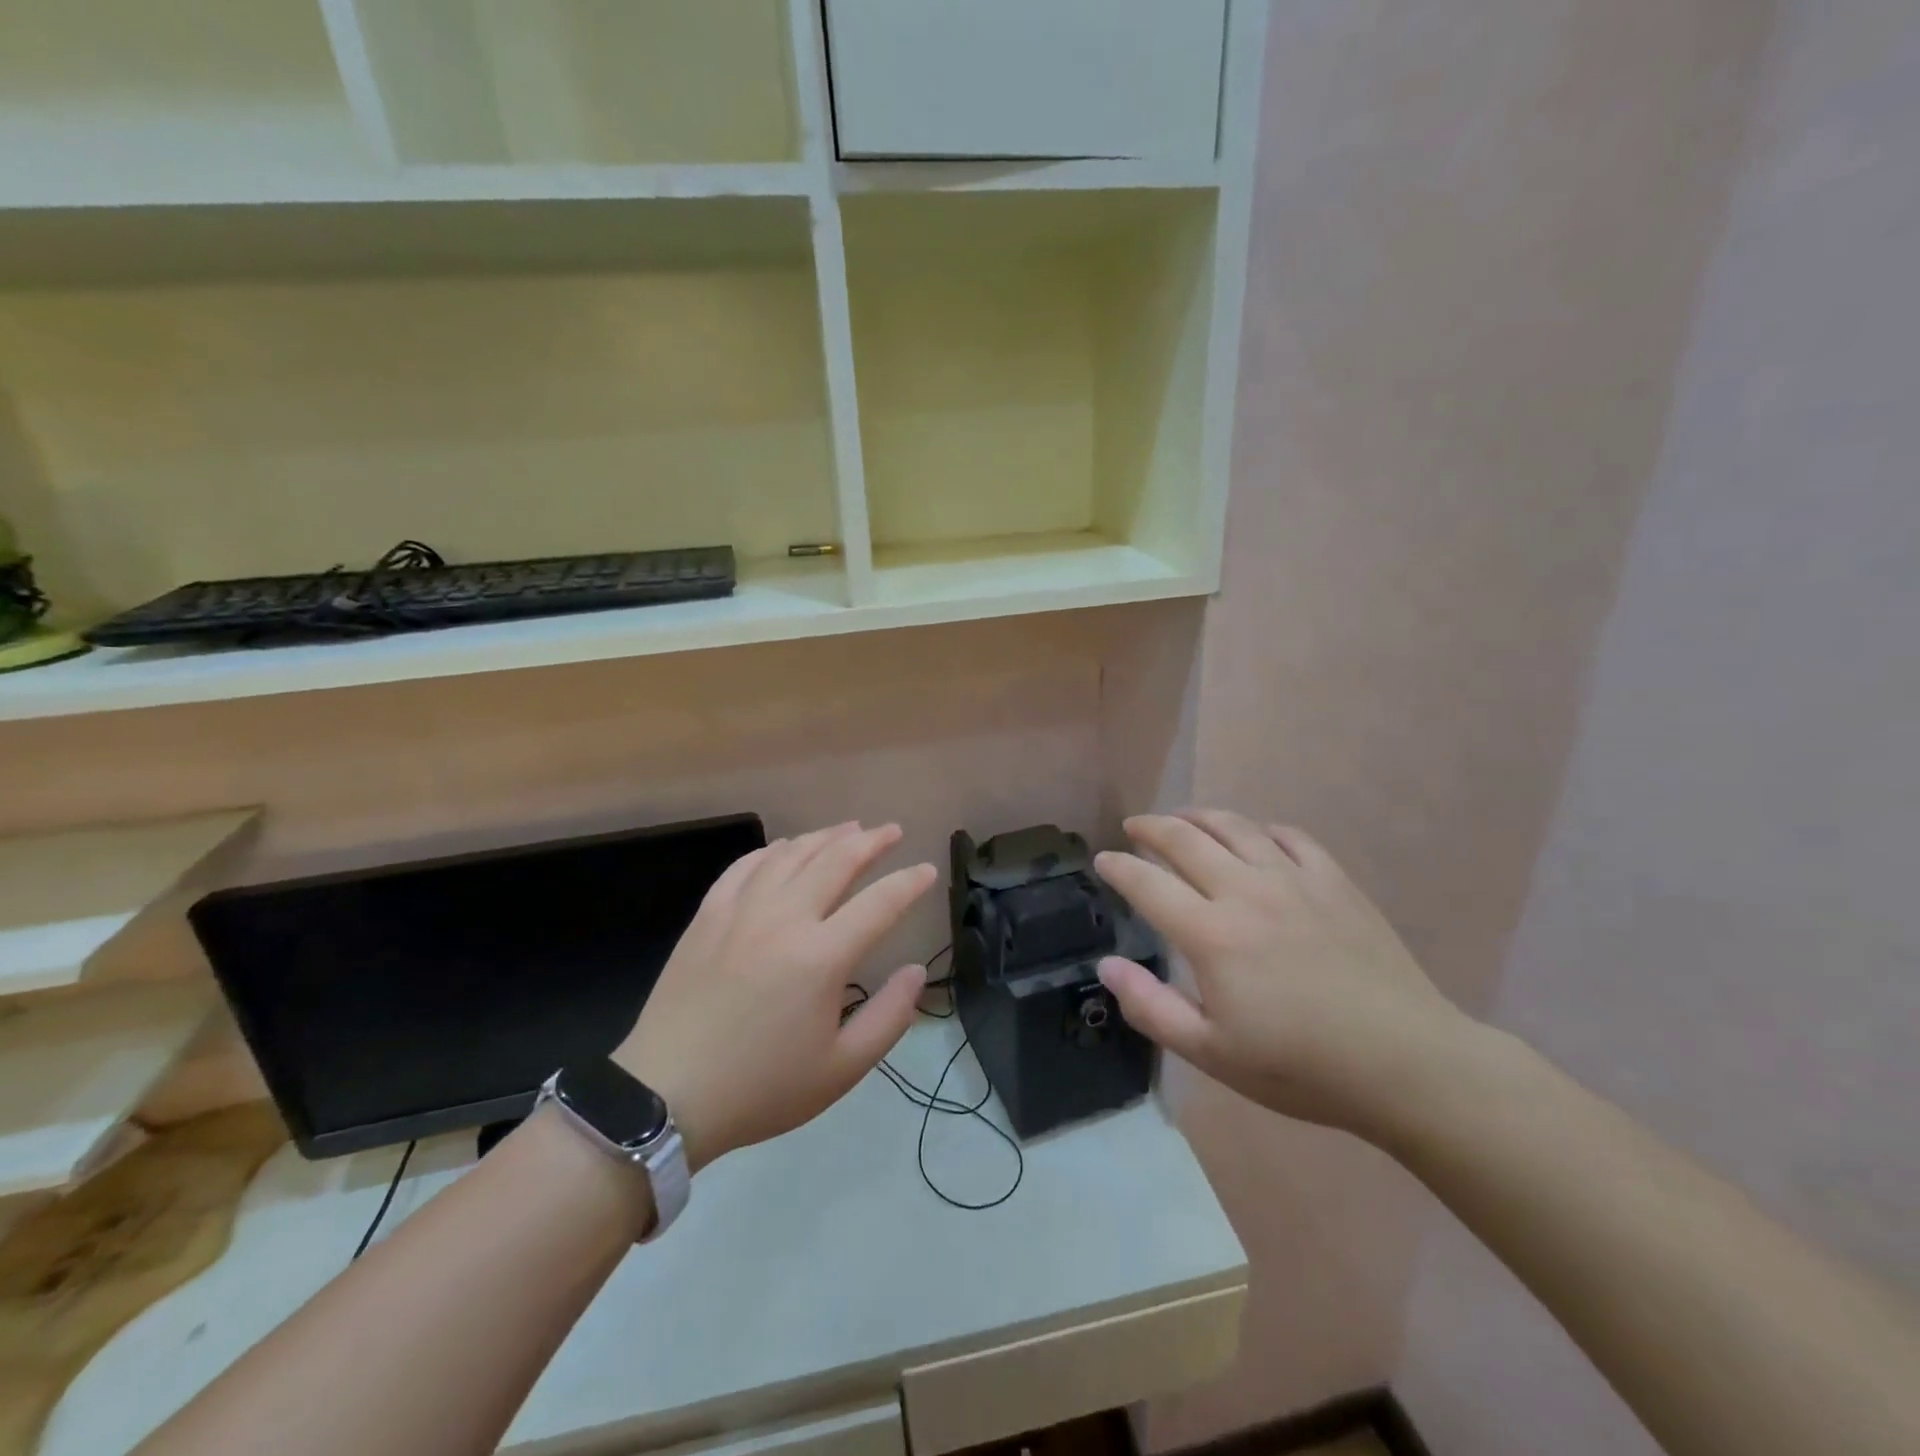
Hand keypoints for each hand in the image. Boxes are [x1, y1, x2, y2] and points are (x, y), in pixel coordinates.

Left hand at [613, 823, 936, 1170]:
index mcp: (822, 957)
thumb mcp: (840, 1070)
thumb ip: (889, 1017)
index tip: (928, 870)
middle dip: (871, 841)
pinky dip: (773, 850)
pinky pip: (745, 866)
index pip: (880, 903)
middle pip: (836, 861)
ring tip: (848, 829)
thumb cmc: (761, 1087)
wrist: (666, 1096)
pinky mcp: (708, 916)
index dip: (909, 883)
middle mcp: (785, 919)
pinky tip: (785, 849)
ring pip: (791, 854)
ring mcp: (741, 912)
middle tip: (892, 831)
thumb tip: (916, 971)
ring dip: (826, 837)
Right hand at [1094, 810, 1482, 1138]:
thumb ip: (1151, 1007)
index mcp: (1211, 934)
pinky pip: (1289, 836)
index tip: (1102, 860)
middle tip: (1134, 826)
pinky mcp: (1334, 881)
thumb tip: (1107, 965)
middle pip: (1186, 839)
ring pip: (1235, 827)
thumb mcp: (1212, 1052)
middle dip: (1151, 827)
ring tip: (1183, 818)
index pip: (1148, 883)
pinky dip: (1260, 829)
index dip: (1119, 867)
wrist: (1406, 1063)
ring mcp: (1294, 880)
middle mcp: (1246, 891)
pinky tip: (1255, 837)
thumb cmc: (1300, 1066)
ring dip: (1199, 817)